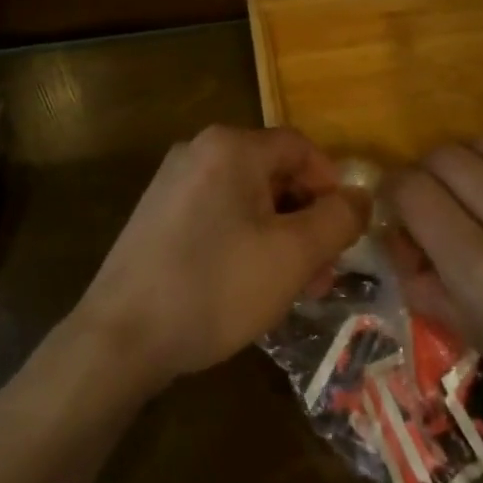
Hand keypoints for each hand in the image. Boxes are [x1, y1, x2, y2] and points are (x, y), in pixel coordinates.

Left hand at [73, 126, 365, 388]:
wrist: (121, 335)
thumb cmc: (215, 287)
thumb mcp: (292, 256)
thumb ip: (337, 220)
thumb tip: (361, 197)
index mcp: (230, 146)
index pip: (300, 148)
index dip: (332, 186)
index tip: (345, 234)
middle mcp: (198, 150)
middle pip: (273, 172)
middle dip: (306, 219)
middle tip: (322, 272)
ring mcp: (172, 181)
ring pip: (246, 198)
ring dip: (279, 235)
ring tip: (292, 287)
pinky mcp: (157, 213)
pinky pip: (217, 213)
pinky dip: (245, 239)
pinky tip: (249, 283)